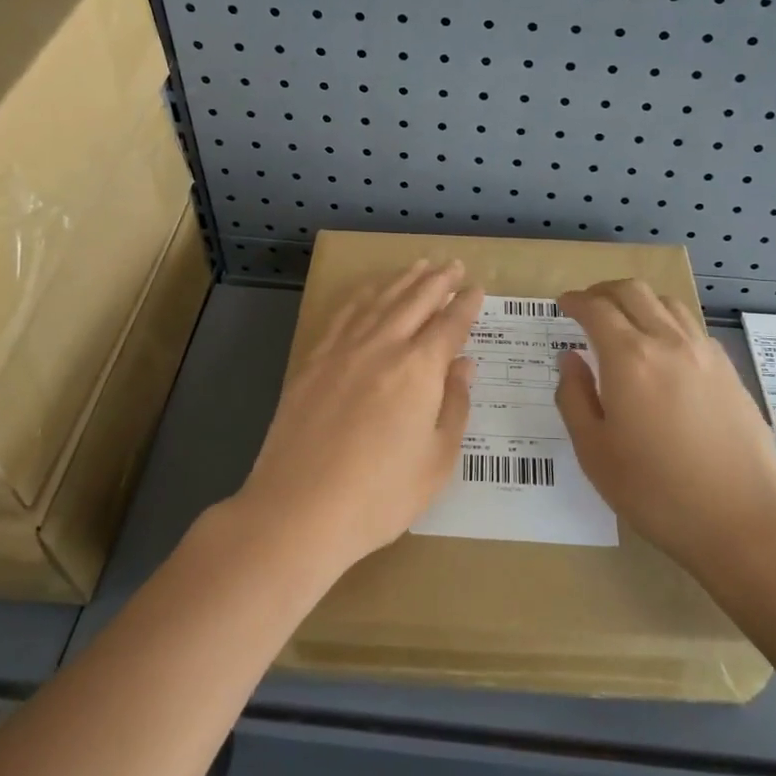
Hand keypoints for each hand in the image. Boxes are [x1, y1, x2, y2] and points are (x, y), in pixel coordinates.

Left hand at [235, 259, 483, 576]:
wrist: (299, 510)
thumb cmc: (380, 495)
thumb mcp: (437, 460)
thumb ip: (454, 406)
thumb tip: (463, 365)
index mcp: (419, 368)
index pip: (449, 324)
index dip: (466, 304)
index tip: (476, 289)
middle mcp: (382, 346)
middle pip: (415, 300)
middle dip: (438, 280)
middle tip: (453, 265)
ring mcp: (343, 350)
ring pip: (379, 300)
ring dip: (402, 280)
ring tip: (419, 265)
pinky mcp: (313, 361)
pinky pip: (343, 315)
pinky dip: (362, 296)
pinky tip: (369, 292)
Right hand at [555, 279, 775, 579]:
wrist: (744, 521)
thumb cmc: (657, 492)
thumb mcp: (595, 452)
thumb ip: (575, 398)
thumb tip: (569, 359)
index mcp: (629, 359)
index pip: (597, 309)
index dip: (576, 301)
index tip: (563, 304)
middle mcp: (668, 342)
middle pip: (633, 291)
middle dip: (604, 290)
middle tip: (588, 305)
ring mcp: (704, 353)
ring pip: (667, 302)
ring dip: (639, 300)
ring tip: (625, 321)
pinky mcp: (729, 371)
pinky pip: (692, 326)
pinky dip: (667, 321)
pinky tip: (663, 349)